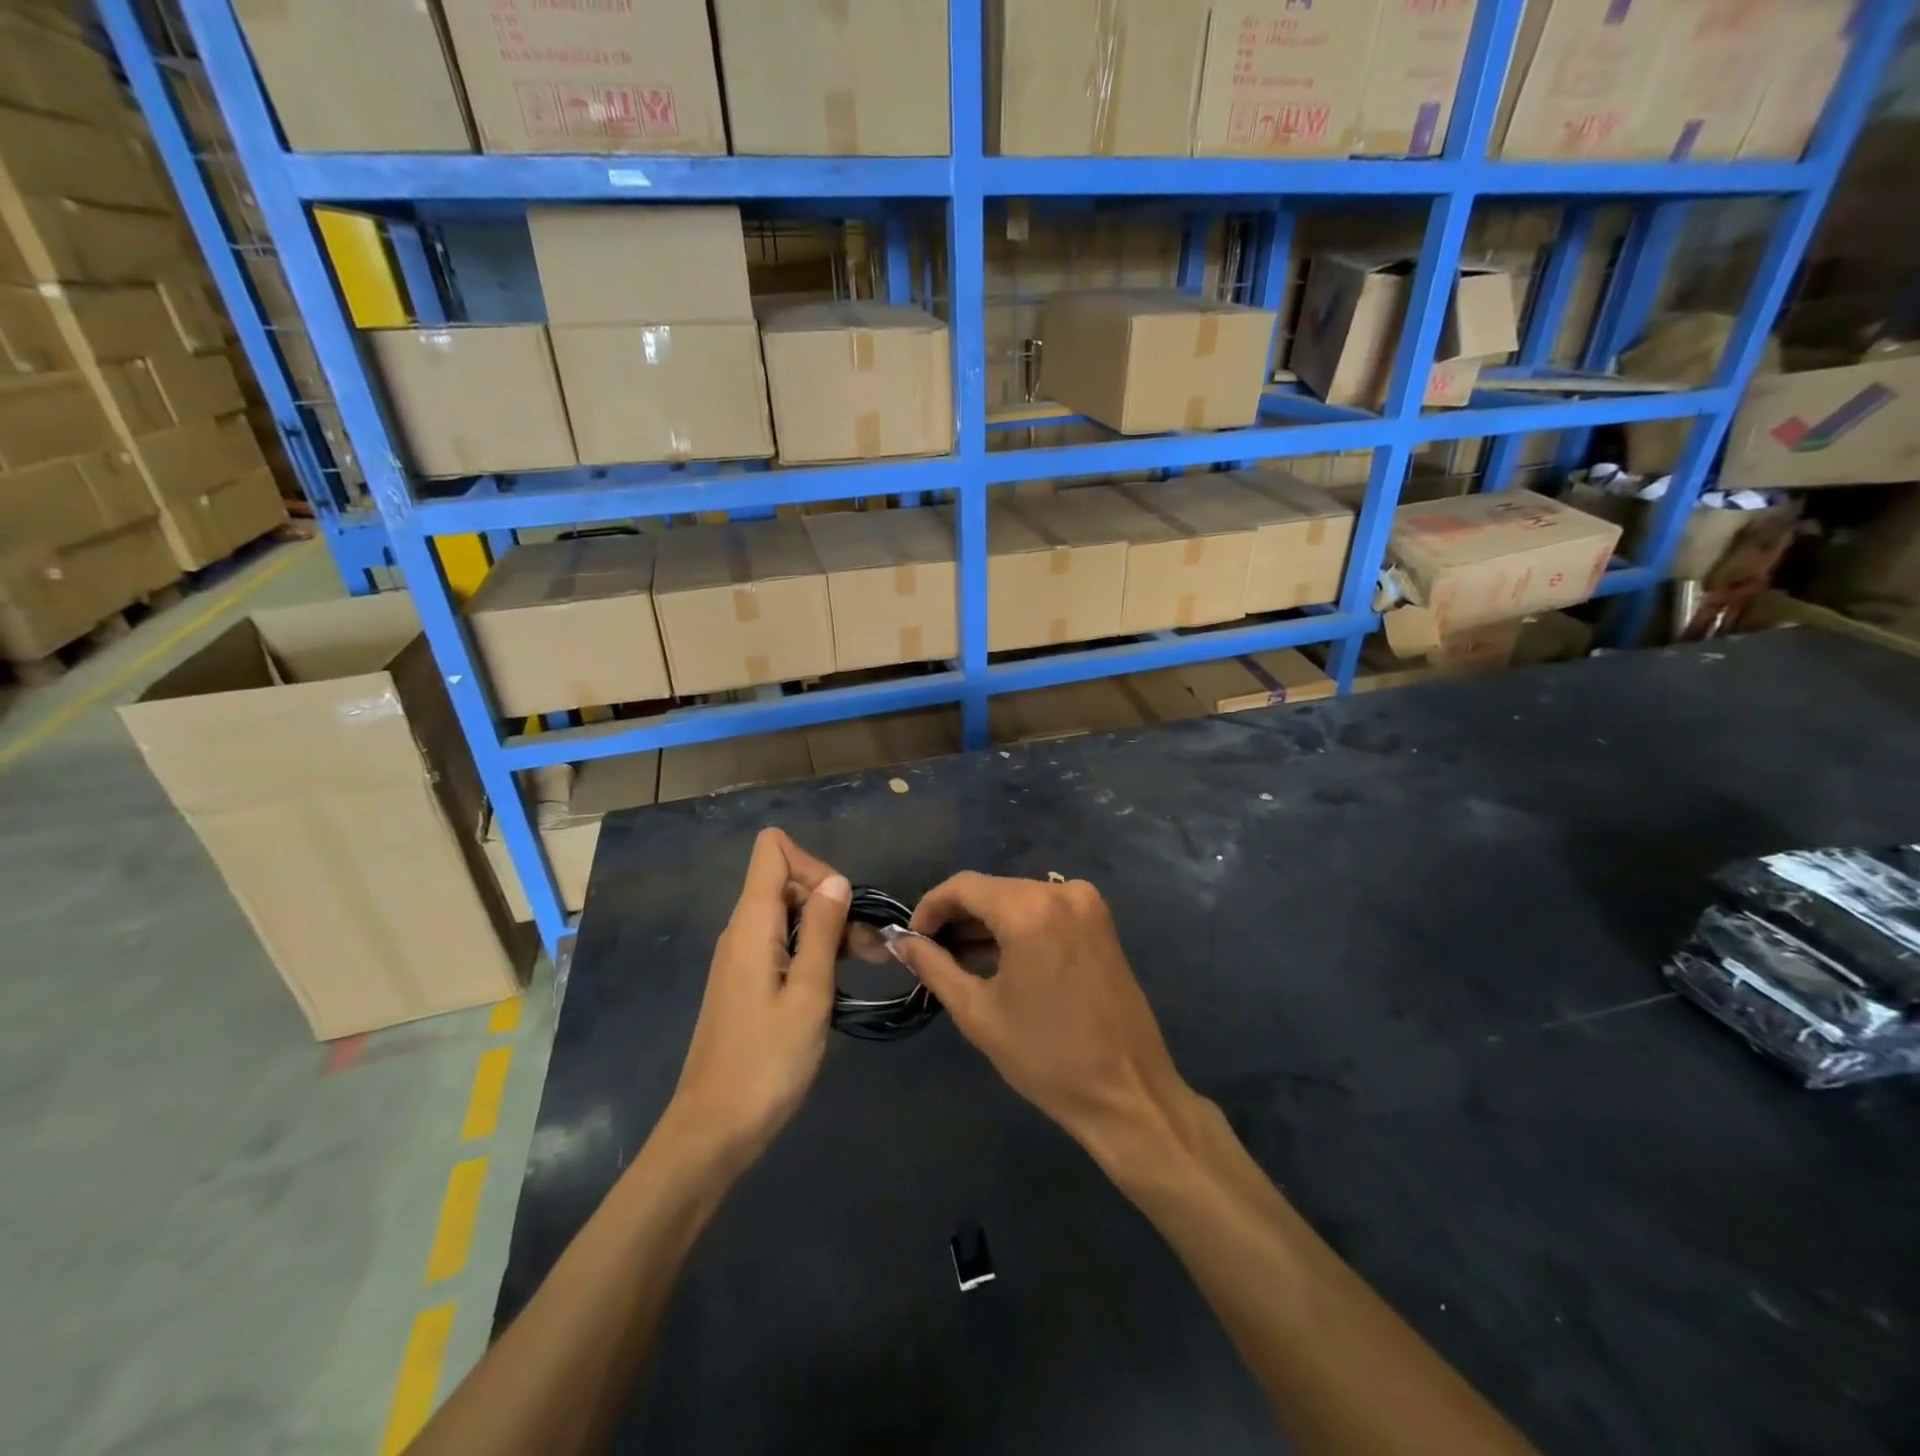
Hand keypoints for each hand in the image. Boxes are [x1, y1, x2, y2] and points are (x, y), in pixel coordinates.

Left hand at [663, 829, 849, 1174]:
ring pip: (790, 916)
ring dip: (830, 930)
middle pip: (787, 882)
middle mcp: (742, 930)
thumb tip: (837, 879)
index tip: (841, 906)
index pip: (773, 850)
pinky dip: (814, 952)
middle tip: (871, 947)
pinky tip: (840, 982)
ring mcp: (742, 957)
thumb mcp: (809, 993)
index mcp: (752, 923)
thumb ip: (823, 931)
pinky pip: (782, 944)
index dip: (813, 863)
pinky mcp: (746, 982)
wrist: (713, 1131)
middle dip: (832, 901)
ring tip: (870, 963)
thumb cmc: (766, 1062)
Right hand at [893, 873, 1192, 1158]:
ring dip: (987, 923)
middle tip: (932, 954)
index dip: (930, 907)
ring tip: (960, 960)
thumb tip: (902, 942)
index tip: (912, 939)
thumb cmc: (1046, 1057)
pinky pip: (1046, 911)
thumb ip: (934, 966)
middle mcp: (1062, 891)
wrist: (1128, 1092)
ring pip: (1019, 898)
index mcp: (1031, 908)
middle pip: (993, 889)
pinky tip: (1001, 959)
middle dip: (958, 917)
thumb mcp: (978, 1012)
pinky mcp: (1101, 923)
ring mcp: (1088, 904)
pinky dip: (1019, 927)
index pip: (964, 885)